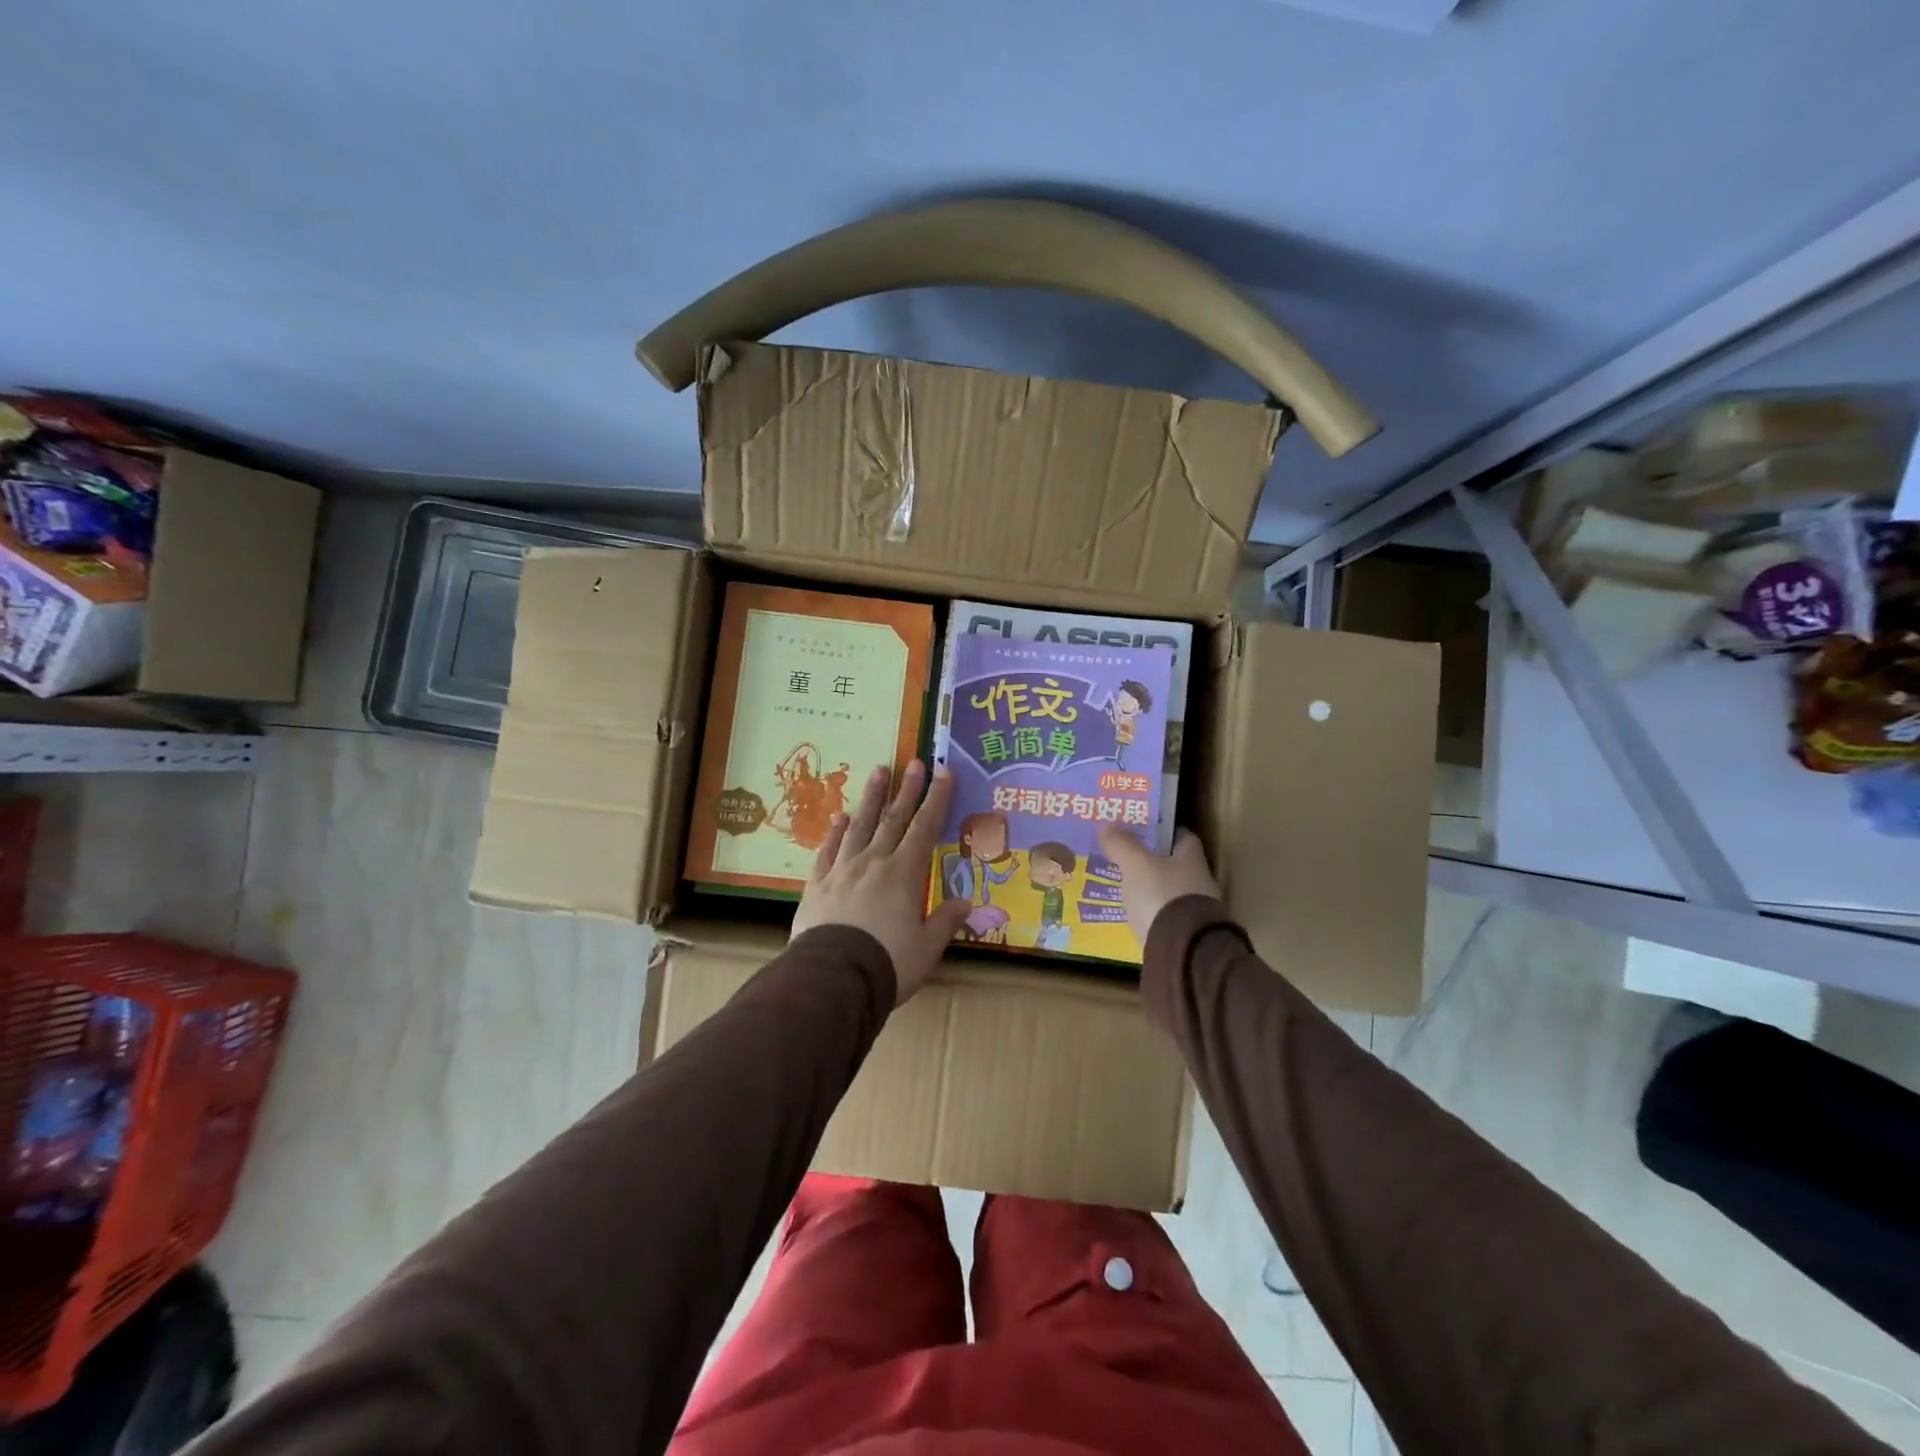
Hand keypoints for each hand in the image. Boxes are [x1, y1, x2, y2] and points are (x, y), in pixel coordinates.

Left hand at [792, 760, 971, 1004]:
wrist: (833, 978)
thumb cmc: (889, 962)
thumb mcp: (927, 947)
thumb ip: (946, 921)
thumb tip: (966, 903)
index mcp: (904, 873)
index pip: (925, 828)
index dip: (937, 799)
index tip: (943, 772)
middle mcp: (873, 862)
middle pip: (893, 819)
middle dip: (907, 790)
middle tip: (914, 762)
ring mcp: (842, 870)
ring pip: (859, 826)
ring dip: (871, 798)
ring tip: (878, 771)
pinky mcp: (817, 885)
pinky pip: (827, 851)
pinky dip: (834, 833)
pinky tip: (838, 817)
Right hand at [1096, 826, 1221, 945]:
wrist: (1182, 951)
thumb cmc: (1162, 896)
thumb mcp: (1136, 865)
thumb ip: (1122, 844)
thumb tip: (1106, 824)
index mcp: (1192, 859)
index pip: (1182, 836)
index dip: (1163, 832)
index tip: (1143, 830)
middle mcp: (1200, 882)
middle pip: (1176, 865)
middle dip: (1154, 861)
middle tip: (1126, 858)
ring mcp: (1196, 912)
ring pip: (1171, 892)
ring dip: (1153, 889)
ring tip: (1126, 887)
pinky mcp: (1187, 936)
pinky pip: (1166, 917)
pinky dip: (1152, 914)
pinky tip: (1134, 915)